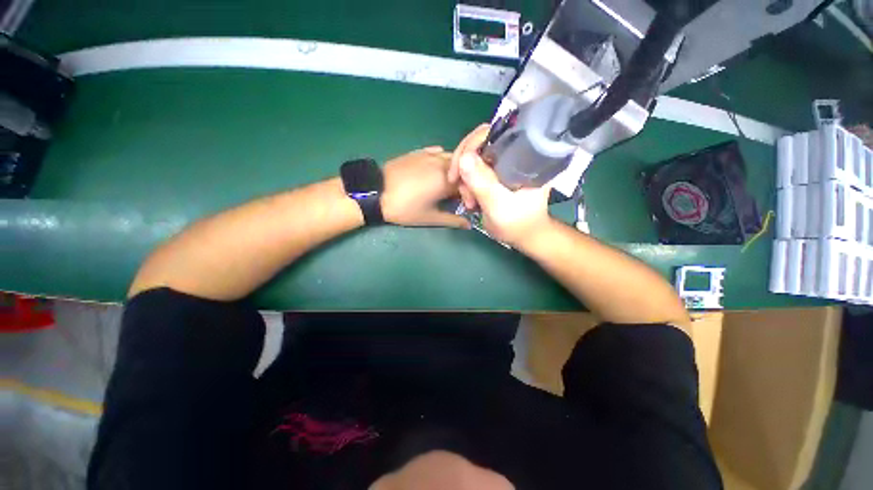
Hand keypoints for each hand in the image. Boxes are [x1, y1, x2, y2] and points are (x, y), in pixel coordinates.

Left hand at [381, 147, 469, 228]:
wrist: (376, 192)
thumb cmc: (405, 208)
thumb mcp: (430, 218)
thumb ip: (453, 220)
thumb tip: (469, 225)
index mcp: (447, 180)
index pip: (469, 184)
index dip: (469, 196)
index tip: (464, 206)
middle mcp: (442, 163)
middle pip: (463, 170)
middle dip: (463, 182)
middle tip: (455, 196)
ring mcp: (430, 154)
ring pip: (452, 158)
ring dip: (455, 170)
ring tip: (447, 183)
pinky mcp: (419, 151)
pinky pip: (439, 152)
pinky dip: (443, 161)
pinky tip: (436, 170)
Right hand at [451, 126, 551, 246]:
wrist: (523, 235)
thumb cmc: (517, 222)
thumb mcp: (498, 205)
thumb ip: (482, 183)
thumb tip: (463, 157)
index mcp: (521, 156)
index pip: (492, 135)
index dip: (469, 147)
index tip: (457, 172)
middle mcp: (511, 155)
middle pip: (478, 146)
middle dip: (465, 169)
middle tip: (461, 191)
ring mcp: (501, 165)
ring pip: (473, 161)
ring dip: (465, 182)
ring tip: (470, 203)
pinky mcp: (494, 175)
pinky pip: (473, 172)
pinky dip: (467, 186)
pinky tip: (471, 201)